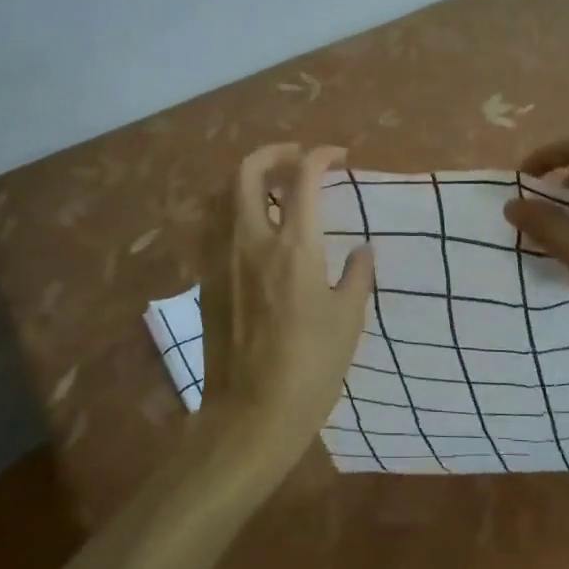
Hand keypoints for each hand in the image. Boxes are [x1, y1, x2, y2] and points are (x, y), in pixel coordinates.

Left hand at [195, 144, 373, 478]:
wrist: (252, 415)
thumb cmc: (311, 368)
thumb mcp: (349, 320)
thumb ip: (357, 276)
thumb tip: (362, 251)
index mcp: (294, 246)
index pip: (303, 177)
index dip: (321, 156)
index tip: (340, 157)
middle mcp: (251, 240)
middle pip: (248, 172)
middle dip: (274, 153)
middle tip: (298, 160)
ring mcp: (221, 259)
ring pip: (222, 195)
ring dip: (249, 181)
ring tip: (273, 190)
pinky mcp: (206, 280)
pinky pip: (213, 227)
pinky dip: (233, 210)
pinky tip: (252, 230)